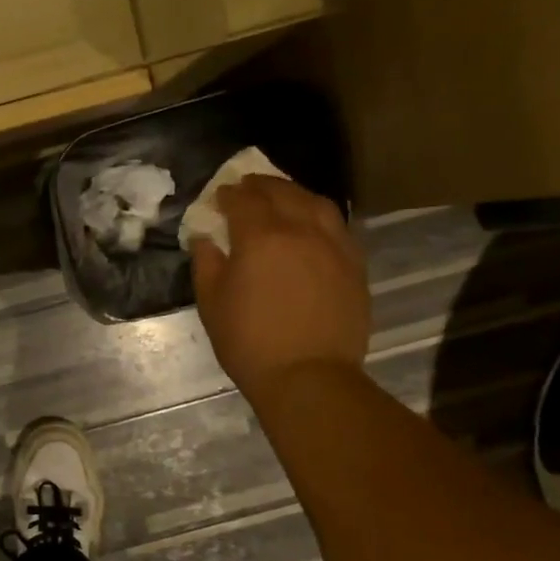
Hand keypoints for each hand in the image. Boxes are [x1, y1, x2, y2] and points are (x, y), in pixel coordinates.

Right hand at [191, 175, 370, 405]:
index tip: (219, 196)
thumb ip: (206, 263)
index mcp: (261, 237)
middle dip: (261, 185)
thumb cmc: (249, 341)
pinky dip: (319, 215)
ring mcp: (333, 245)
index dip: (229, 194)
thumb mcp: (211, 303)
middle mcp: (301, 230)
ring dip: (295, 193)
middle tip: (247, 186)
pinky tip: (312, 224)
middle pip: (282, 193)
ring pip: (316, 203)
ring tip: (283, 196)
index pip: (243, 200)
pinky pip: (337, 225)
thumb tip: (205, 238)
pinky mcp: (354, 264)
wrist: (308, 375)